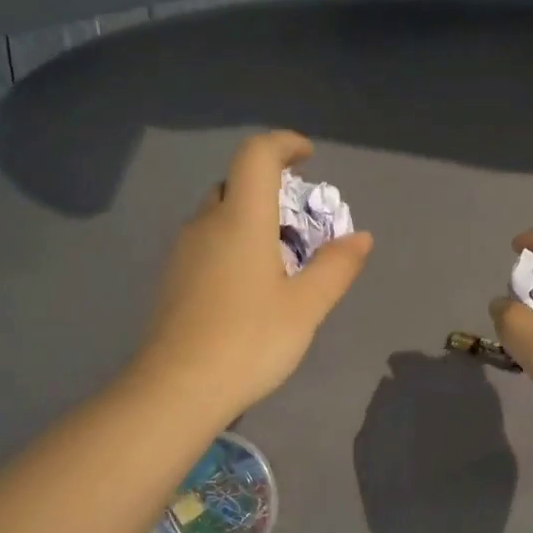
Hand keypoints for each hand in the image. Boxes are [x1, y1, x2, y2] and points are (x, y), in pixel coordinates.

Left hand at [134, 131, 373, 420]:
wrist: (176, 389)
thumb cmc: (249, 341)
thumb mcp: (305, 307)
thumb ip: (335, 267)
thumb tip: (360, 237)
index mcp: (240, 219)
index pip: (256, 154)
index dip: (283, 144)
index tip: (308, 157)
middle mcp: (206, 224)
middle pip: (236, 183)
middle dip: (270, 187)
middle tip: (300, 221)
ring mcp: (183, 252)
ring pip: (219, 215)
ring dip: (250, 219)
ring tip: (279, 260)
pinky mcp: (172, 279)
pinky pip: (207, 243)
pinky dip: (232, 245)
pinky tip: (248, 288)